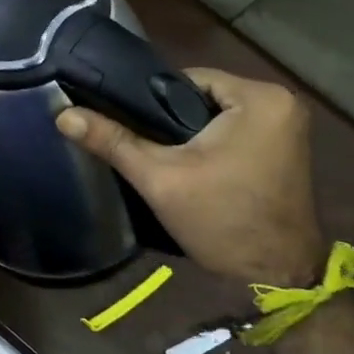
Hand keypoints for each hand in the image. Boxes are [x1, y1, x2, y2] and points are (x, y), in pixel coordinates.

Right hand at [56, 68, 325, 285]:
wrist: (277, 274)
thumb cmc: (222, 221)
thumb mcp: (160, 179)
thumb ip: (114, 141)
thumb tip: (63, 114)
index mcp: (259, 97)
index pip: (188, 79)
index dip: (154, 102)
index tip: (134, 127)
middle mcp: (282, 101)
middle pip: (204, 96)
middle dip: (174, 120)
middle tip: (149, 148)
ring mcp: (290, 124)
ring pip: (219, 114)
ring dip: (194, 132)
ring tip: (167, 158)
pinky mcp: (288, 146)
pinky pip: (238, 130)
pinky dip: (215, 143)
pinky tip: (197, 166)